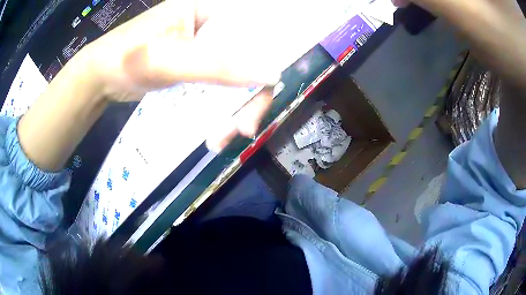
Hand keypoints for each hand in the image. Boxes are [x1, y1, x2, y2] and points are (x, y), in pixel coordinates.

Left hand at [19, 0, 279, 169]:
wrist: (100, 77)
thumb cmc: (127, 57)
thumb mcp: (169, 59)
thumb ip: (217, 65)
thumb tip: (270, 75)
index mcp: (209, 9)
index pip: (253, 31)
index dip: (266, 61)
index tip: (263, 93)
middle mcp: (212, 25)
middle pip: (248, 58)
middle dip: (247, 97)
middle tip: (244, 129)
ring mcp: (205, 47)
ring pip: (236, 76)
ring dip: (233, 110)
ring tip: (222, 138)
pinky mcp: (196, 65)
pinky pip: (220, 86)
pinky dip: (220, 110)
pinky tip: (215, 131)